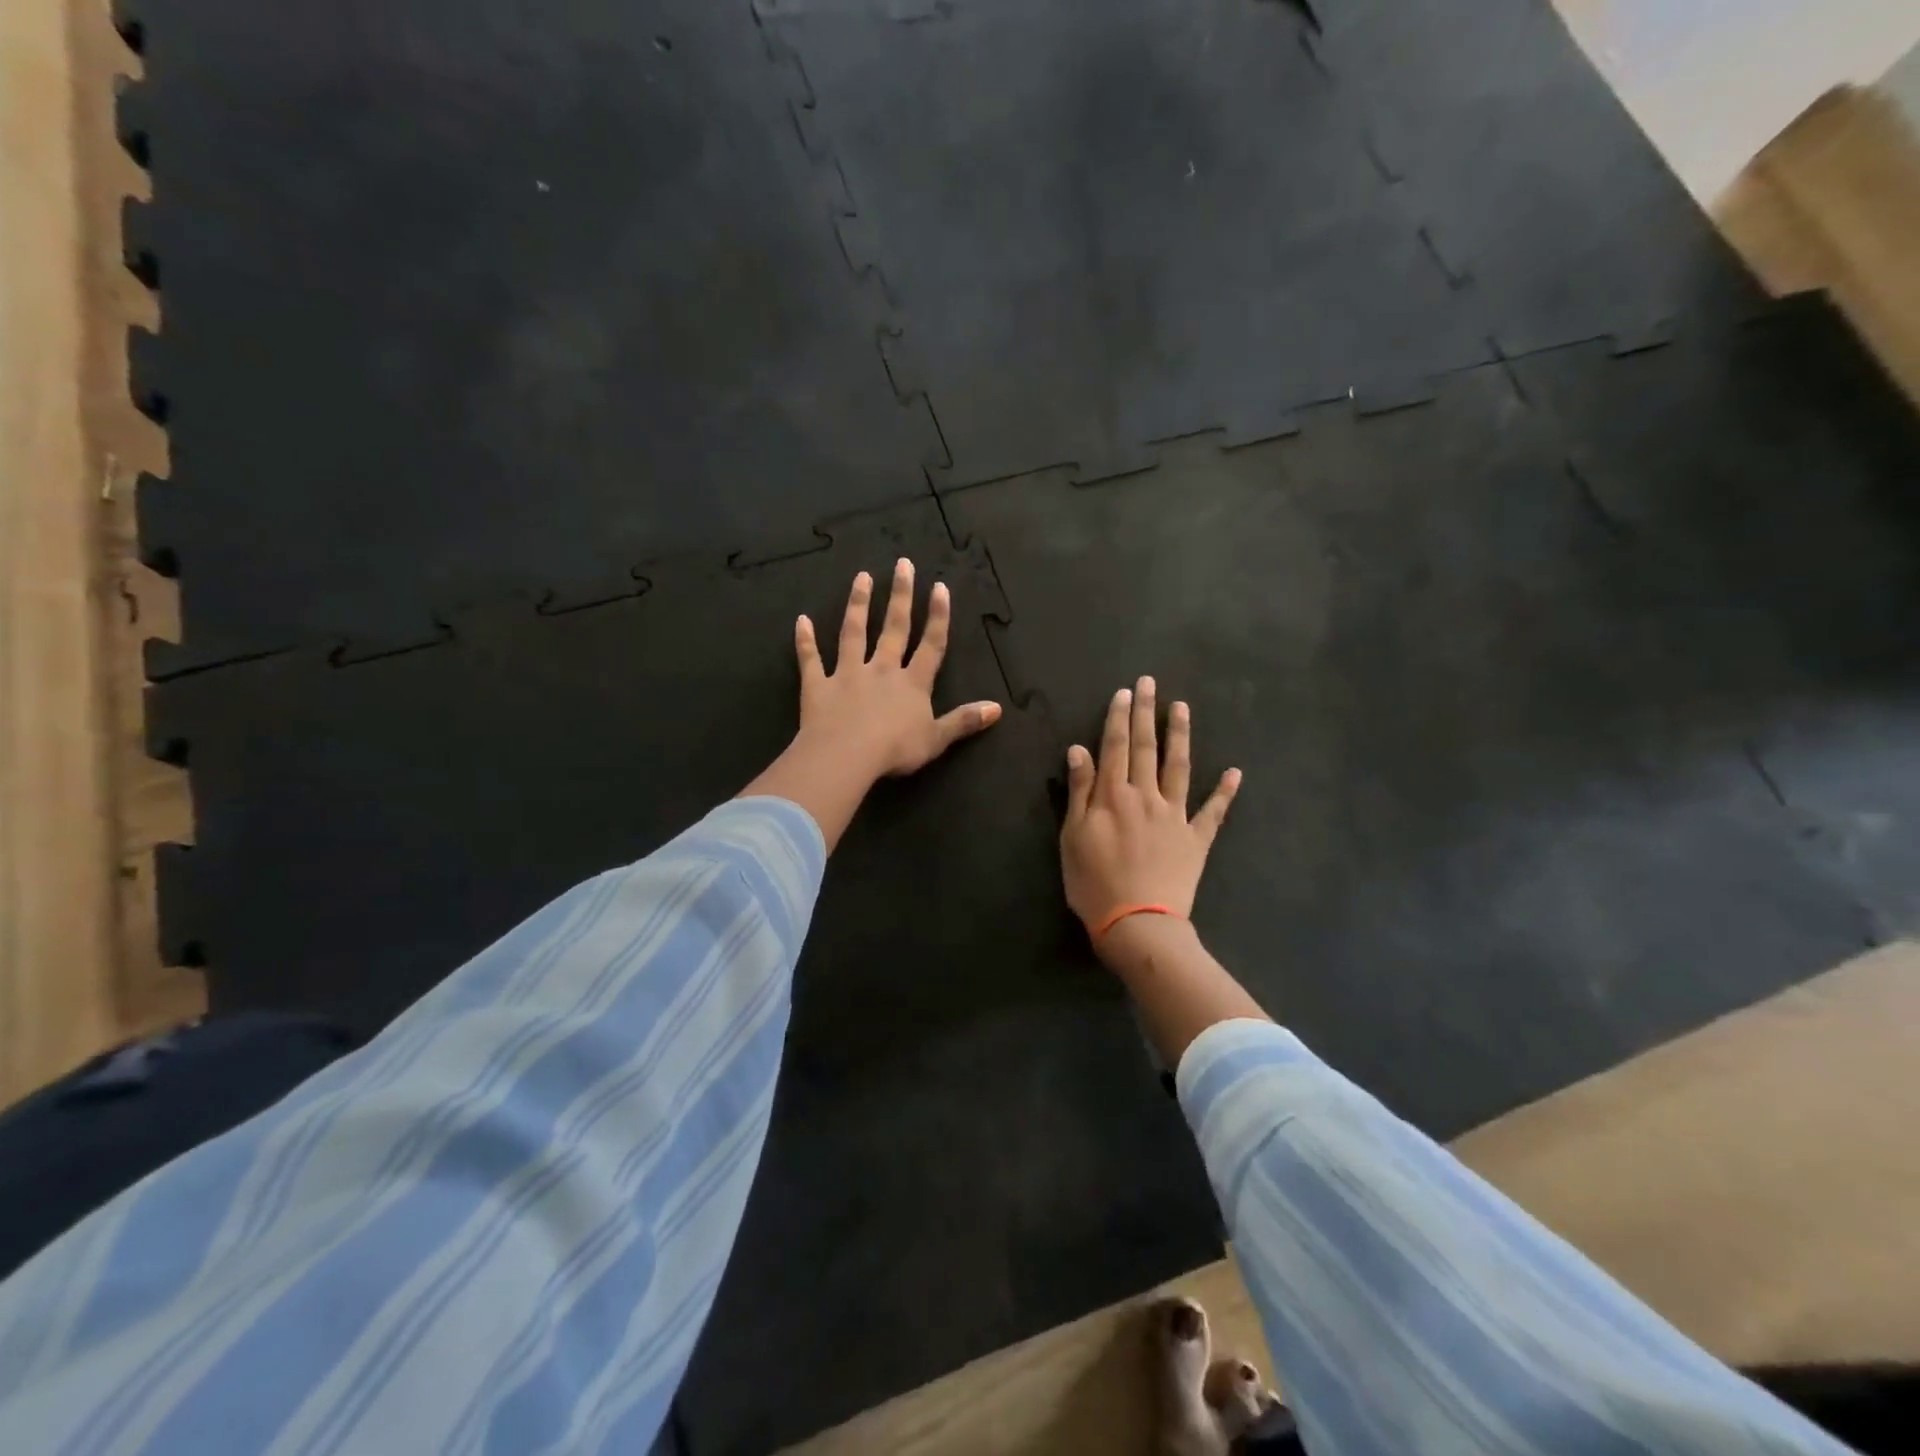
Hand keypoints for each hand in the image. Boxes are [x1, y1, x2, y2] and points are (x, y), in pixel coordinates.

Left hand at [742, 559, 1000, 850]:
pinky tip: (801, 620)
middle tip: (902, 564)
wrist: (847, 755)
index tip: (939, 587)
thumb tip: (997, 708)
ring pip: (853, 633)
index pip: (930, 645)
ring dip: (857, 605)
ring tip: (861, 578)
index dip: (937, 617)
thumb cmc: (895, 749)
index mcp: (913, 684)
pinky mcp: (818, 686)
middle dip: (900, 596)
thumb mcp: (937, 739)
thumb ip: (964, 721)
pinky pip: (811, 660)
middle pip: (893, 628)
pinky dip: (805, 641)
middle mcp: (882, 670)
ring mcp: (848, 674)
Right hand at [1060, 676, 1240, 935]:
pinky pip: (1213, 812)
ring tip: (1183, 708)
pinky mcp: (1196, 839)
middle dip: (1147, 713)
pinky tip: (1235, 772)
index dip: (1119, 718)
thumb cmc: (1094, 884)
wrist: (1138, 924)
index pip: (1115, 747)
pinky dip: (1225, 792)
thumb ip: (1079, 791)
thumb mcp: (1073, 837)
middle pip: (1146, 748)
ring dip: (1181, 736)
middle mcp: (1146, 796)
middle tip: (1151, 683)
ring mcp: (1175, 816)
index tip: (1125, 692)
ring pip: (1179, 767)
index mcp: (1113, 796)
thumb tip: (1079, 750)